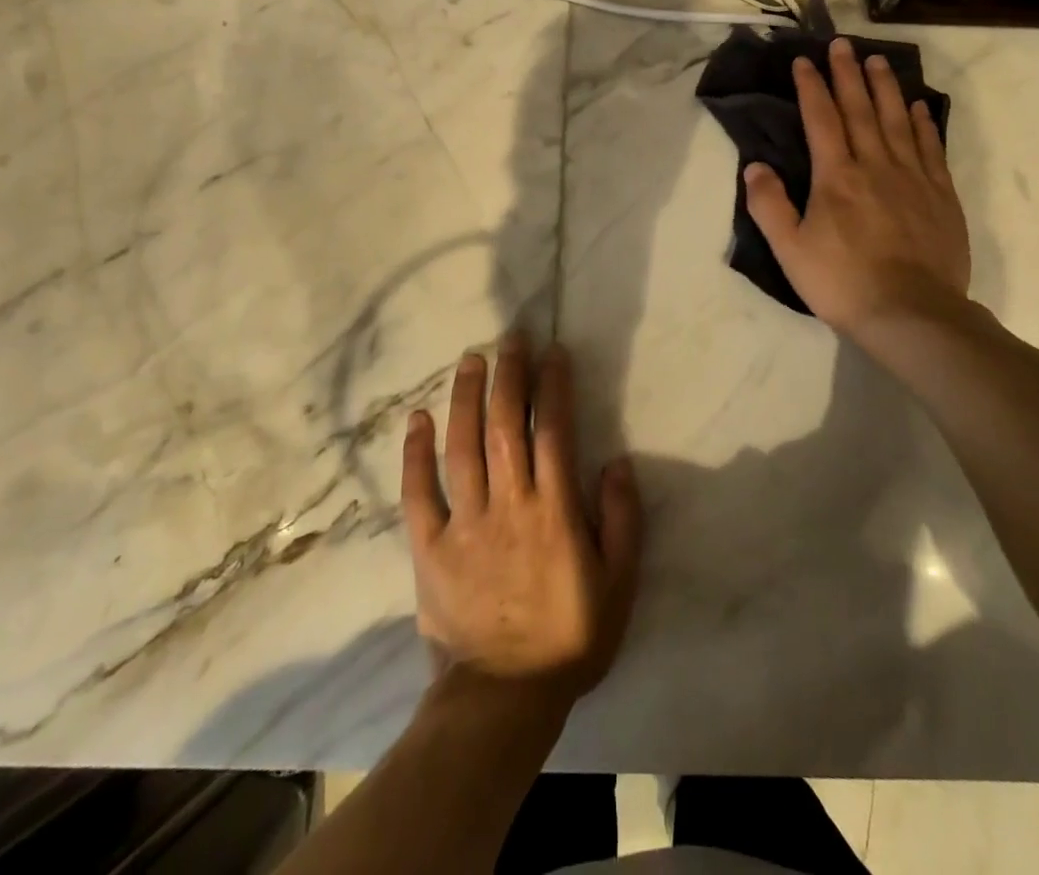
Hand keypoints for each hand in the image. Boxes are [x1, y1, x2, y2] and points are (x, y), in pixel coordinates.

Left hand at [400, 335, 641, 710]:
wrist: (503, 700)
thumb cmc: (569, 638)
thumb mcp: (619, 585)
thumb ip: (623, 520)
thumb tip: (618, 462)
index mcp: (554, 511)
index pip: (554, 431)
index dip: (554, 386)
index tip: (553, 352)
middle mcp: (508, 505)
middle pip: (505, 426)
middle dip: (509, 376)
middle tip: (510, 338)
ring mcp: (464, 523)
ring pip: (462, 447)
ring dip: (466, 399)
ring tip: (470, 360)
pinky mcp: (430, 547)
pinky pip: (418, 494)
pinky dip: (416, 454)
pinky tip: (418, 419)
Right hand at [743, 37, 971, 347]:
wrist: (912, 314)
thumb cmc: (843, 283)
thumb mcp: (790, 250)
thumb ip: (769, 206)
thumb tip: (754, 166)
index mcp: (836, 177)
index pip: (821, 119)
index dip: (812, 87)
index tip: (805, 60)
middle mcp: (875, 165)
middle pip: (860, 109)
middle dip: (848, 74)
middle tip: (842, 44)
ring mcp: (913, 177)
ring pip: (897, 120)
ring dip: (886, 88)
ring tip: (878, 60)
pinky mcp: (941, 195)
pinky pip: (931, 148)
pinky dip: (923, 123)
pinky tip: (919, 107)